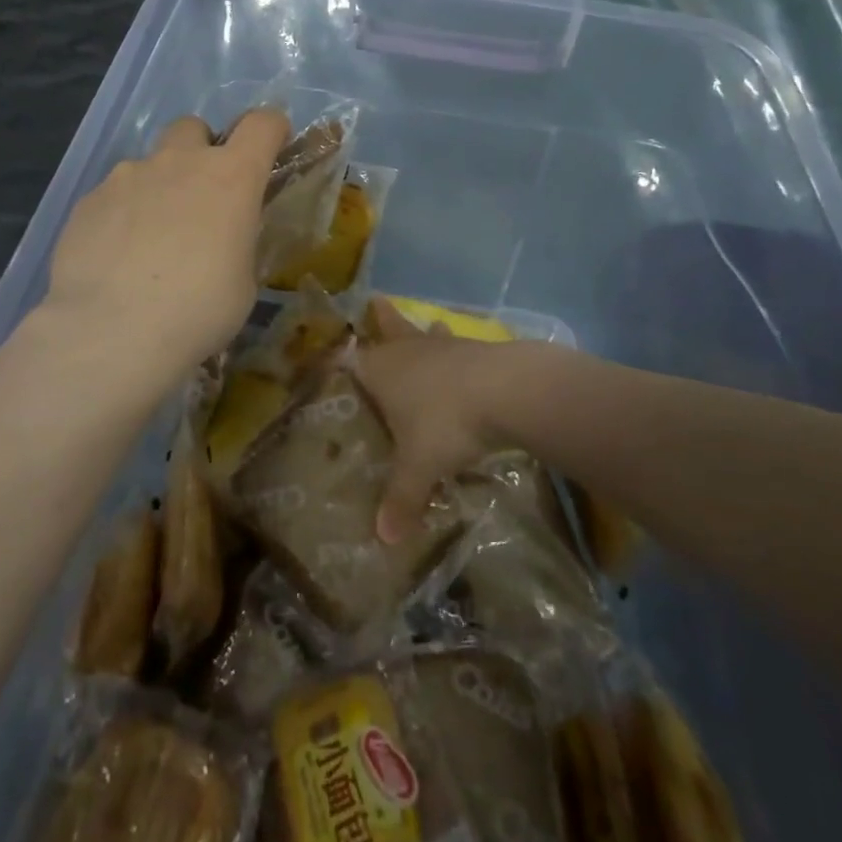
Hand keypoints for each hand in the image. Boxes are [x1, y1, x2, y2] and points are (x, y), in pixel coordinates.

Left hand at [44, 108, 289, 378]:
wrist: (112, 332)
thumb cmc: (198, 310)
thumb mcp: (243, 282)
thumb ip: (238, 242)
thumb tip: (225, 238)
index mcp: (231, 177)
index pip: (262, 124)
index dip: (271, 131)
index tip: (271, 150)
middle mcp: (179, 163)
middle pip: (194, 128)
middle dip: (201, 151)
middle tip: (201, 197)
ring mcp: (128, 176)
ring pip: (149, 164)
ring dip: (158, 187)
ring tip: (151, 239)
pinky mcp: (88, 201)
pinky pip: (114, 195)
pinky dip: (122, 215)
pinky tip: (116, 257)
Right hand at [355, 298, 548, 542]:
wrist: (506, 390)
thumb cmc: (446, 423)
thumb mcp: (419, 467)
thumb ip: (401, 499)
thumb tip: (385, 539)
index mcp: (381, 370)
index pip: (351, 359)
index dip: (341, 358)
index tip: (335, 352)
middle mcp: (407, 350)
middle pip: (389, 328)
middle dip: (382, 318)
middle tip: (375, 301)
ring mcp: (443, 345)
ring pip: (426, 333)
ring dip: (425, 332)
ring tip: (430, 325)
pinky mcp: (476, 348)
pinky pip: (458, 347)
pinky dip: (457, 352)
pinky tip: (468, 359)